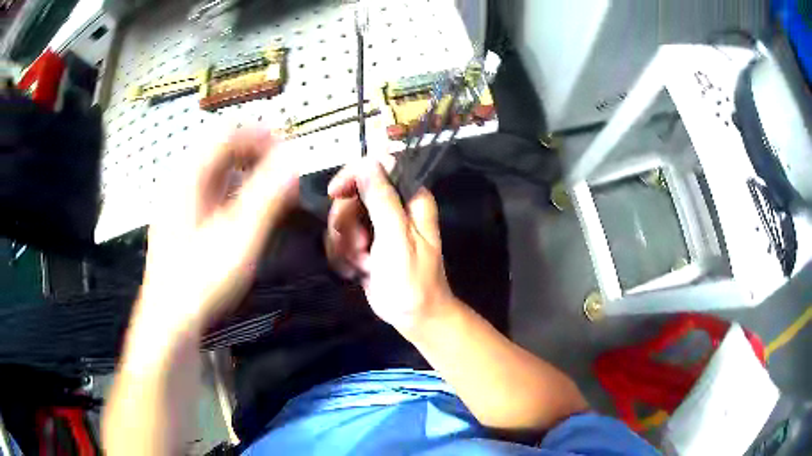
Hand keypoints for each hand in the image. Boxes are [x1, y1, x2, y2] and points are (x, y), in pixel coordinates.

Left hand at [137, 128, 298, 334]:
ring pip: (213, 172)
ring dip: (243, 171)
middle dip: (253, 153)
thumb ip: (267, 197)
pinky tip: (242, 209)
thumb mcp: (239, 238)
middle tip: (281, 168)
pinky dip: (231, 190)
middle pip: (218, 150)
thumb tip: (292, 162)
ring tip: (268, 187)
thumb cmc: (202, 280)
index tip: (286, 147)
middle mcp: (180, 184)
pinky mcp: (180, 222)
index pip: (225, 136)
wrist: (170, 320)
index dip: (258, 135)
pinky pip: (208, 191)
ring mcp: (177, 204)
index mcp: (189, 179)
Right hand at [326, 158, 456, 337]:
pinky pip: (340, 237)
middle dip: (348, 224)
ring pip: (342, 217)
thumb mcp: (397, 238)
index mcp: (410, 198)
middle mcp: (394, 206)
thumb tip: (368, 162)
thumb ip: (382, 200)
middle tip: (361, 247)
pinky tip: (358, 271)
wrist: (413, 316)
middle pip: (352, 193)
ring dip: (346, 245)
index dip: (352, 176)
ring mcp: (377, 224)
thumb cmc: (412, 280)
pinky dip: (344, 256)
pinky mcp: (364, 242)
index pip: (377, 167)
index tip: (335, 194)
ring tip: (365, 264)